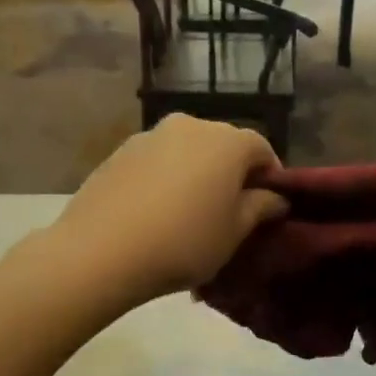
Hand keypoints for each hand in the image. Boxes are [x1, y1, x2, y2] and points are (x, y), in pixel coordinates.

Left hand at [51, 115, 287, 304]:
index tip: (269, 207)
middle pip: (222, 146)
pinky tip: (155, 213)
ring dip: (195, 175)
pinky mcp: (119, 152)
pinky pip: (156, 163)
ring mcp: (150, 136)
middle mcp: (190, 125)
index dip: (271, 177)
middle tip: (229, 212)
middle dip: (231, 174)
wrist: (100, 250)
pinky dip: (164, 180)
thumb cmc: (183, 242)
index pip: (262, 149)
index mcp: (227, 141)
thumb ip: (260, 208)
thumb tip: (275, 197)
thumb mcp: (233, 234)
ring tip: (188, 214)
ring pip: (186, 152)